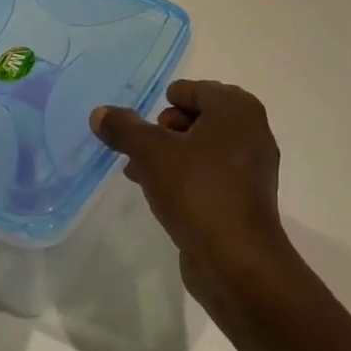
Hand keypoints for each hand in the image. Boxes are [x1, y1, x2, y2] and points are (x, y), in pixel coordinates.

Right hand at [90, 80, 289, 304]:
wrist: (237, 261)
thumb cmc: (198, 191)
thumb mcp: (152, 153)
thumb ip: (124, 129)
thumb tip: (99, 112)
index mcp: (235, 108)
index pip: (190, 90)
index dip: (161, 106)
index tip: (142, 131)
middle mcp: (250, 129)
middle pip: (195, 116)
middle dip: (162, 132)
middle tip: (141, 153)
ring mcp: (251, 165)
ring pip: (199, 148)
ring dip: (168, 156)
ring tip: (138, 174)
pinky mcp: (244, 196)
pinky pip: (208, 174)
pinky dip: (185, 177)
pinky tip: (157, 195)